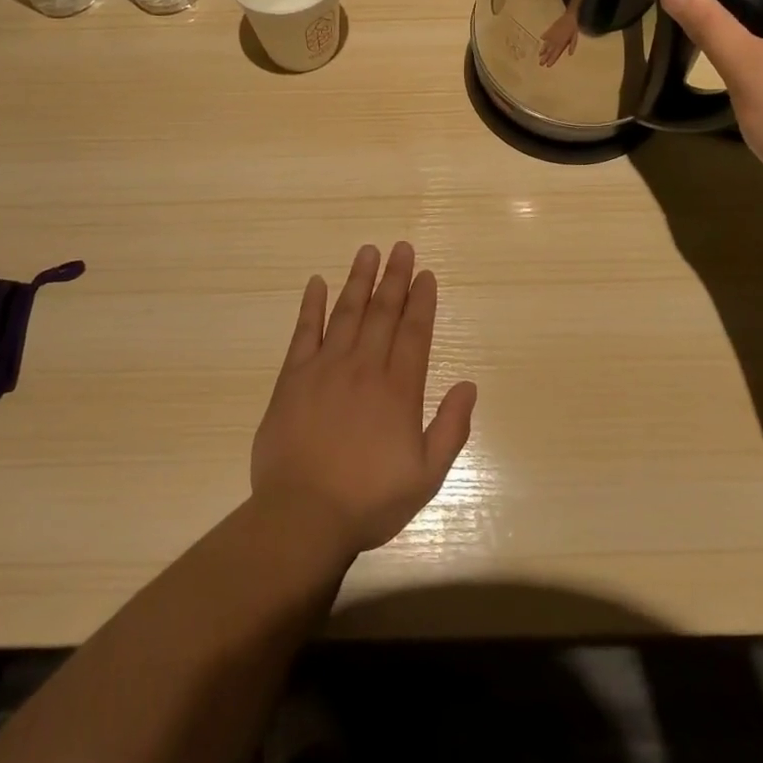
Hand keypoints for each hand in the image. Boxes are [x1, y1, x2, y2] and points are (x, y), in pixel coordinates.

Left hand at [250, 243, 477, 559]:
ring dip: (359, 279)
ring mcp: (326, 367)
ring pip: (347, 312)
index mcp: (398, 389)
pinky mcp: (293, 377)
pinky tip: (317, 283)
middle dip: (395, 277)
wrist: (302, 516)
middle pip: (383, 312)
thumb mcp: (426, 476)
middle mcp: (364, 367)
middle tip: (401, 247)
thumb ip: (451, 428)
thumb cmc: (369, 500)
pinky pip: (304, 332)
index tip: (426, 274)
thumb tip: (469, 385)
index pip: (414, 332)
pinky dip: (311, 305)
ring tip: (368, 251)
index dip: (421, 300)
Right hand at [538, 10, 579, 65]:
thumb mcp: (574, 37)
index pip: (556, 53)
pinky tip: (541, 39)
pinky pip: (545, 35)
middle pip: (549, 51)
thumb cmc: (573, 27)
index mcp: (562, 43)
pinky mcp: (549, 30)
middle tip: (540, 64)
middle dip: (545, 57)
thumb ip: (572, 45)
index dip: (552, 59)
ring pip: (546, 44)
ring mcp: (551, 35)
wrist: (569, 16)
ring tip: (539, 55)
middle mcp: (555, 40)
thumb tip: (570, 54)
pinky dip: (544, 37)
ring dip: (543, 50)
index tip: (548, 65)